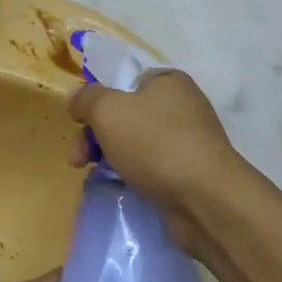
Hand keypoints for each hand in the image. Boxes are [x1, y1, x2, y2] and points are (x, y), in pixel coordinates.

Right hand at [68, 69, 253, 243]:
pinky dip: (132, 176)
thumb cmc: (155, 143)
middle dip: (95, 135)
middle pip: (126, 114)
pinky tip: (118, 188)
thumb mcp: (108, 110)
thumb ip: (86, 98)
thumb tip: (76, 97)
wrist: (206, 200)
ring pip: (136, 143)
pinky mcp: (190, 174)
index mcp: (168, 81)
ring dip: (110, 157)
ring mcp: (189, 141)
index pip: (124, 81)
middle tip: (77, 159)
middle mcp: (182, 106)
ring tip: (91, 176)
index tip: (78, 122)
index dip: (97, 99)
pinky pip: (152, 168)